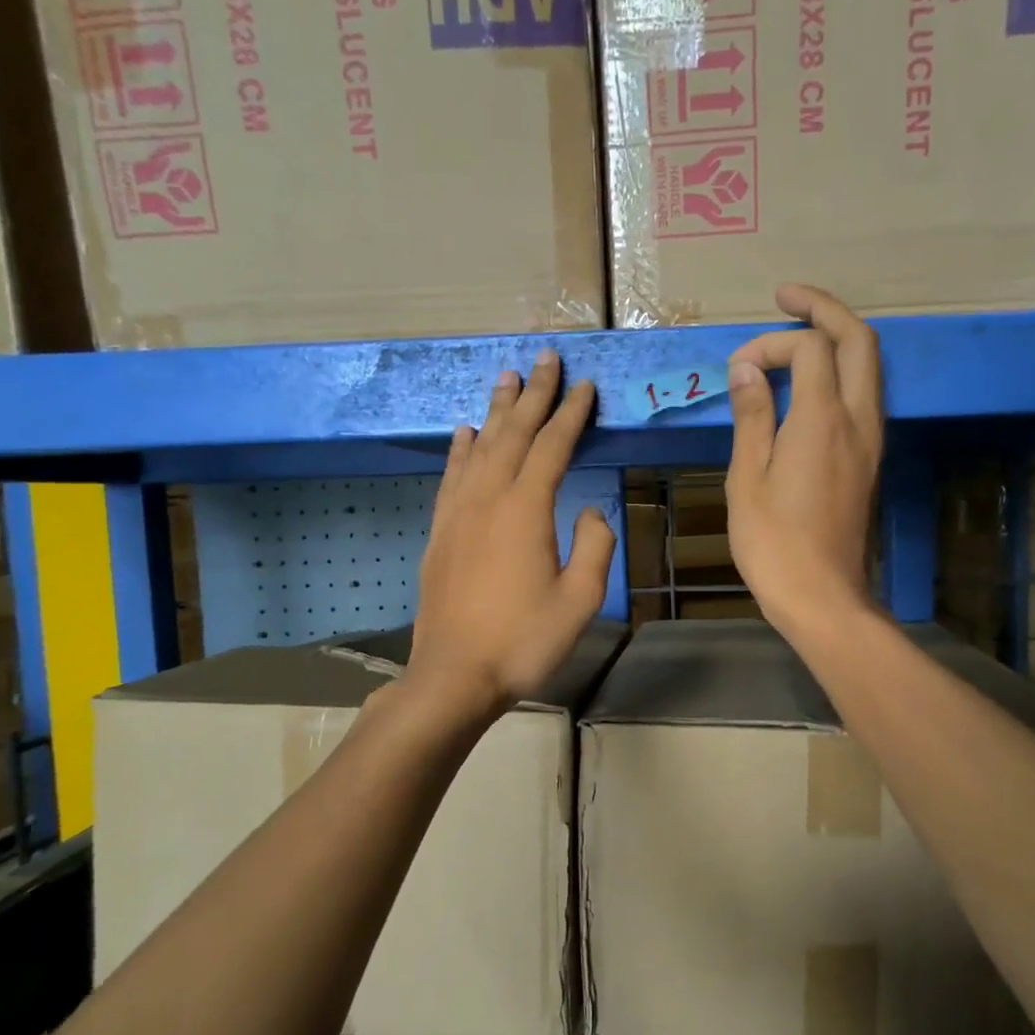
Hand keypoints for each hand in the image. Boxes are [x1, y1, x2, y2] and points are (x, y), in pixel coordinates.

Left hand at [408, 352, 613, 716]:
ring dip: (496, 410)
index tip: (585, 386)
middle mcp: (488, 498)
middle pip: (513, 433)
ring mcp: (458, 513)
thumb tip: (589, 511)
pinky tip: (464, 433)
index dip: (571, 414)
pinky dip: (461, 448)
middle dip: (534, 394)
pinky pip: (452, 475)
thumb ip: (594, 546)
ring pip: (479, 446)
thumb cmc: (524, 640)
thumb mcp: (580, 599)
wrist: (455, 675)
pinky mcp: (440, 531)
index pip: (552, 446)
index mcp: (526, 509)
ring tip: (507, 378)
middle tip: (546, 359)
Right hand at [726, 285, 883, 635]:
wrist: (821, 594)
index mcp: (823, 420)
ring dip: (838, 338)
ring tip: (798, 331)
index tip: (738, 369)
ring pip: (869, 366)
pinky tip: (811, 381)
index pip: (811, 348)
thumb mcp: (748, 477)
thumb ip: (753, 415)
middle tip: (786, 298)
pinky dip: (841, 371)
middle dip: (824, 309)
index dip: (772, 344)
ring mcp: (870, 440)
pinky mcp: (869, 459)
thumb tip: (749, 369)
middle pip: (859, 341)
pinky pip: (863, 395)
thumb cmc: (773, 542)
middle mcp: (858, 420)